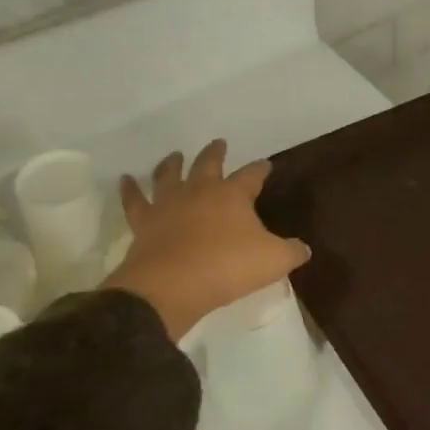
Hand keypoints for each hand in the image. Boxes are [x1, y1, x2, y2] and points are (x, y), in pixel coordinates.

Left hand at [102, 140, 309, 339]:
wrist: (172, 285)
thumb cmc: (229, 267)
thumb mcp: (274, 261)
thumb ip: (291, 252)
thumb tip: (303, 248)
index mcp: (233, 195)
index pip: (251, 175)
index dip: (260, 169)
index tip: (266, 164)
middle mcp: (199, 191)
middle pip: (208, 164)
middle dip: (216, 153)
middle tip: (219, 143)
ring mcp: (168, 205)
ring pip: (169, 175)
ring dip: (172, 163)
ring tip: (175, 154)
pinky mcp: (144, 223)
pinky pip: (135, 201)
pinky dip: (130, 189)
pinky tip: (126, 180)